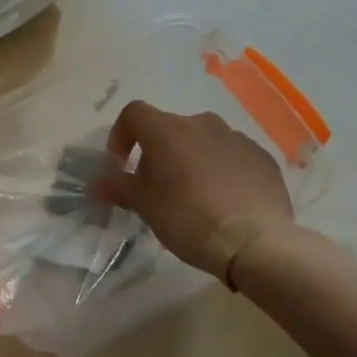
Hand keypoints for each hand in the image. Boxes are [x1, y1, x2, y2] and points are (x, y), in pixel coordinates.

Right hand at [94, 101, 296, 275]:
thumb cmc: (189, 218)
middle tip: (155, 189)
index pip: (134, 114)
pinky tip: (223, 201)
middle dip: (156, 154)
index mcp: (167, 130)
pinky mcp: (261, 157)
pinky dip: (220, 170)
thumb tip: (95, 184)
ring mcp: (235, 138)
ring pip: (201, 141)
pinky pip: (230, 156)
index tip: (121, 167)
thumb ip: (118, 188)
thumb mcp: (145, 206)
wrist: (256, 242)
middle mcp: (201, 123)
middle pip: (168, 128)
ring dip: (189, 159)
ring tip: (192, 195)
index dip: (121, 136)